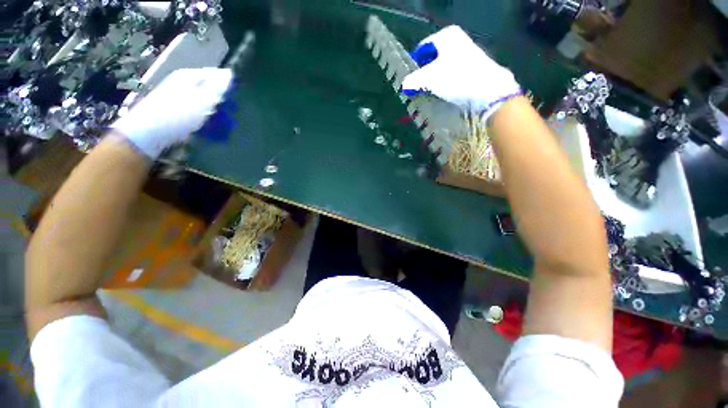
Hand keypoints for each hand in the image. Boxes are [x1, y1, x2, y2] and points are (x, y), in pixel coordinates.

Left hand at [112, 68, 232, 158]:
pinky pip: (199, 115)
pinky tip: (211, 131)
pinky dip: (207, 122)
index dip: (230, 86)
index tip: (239, 100)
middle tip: (231, 115)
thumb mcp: (203, 99)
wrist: (148, 134)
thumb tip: (230, 74)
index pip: (217, 75)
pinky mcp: (177, 113)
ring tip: (223, 127)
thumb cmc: (177, 114)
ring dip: (217, 115)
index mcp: (190, 76)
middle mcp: (184, 84)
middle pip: (212, 90)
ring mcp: (179, 99)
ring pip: (207, 104)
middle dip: (224, 103)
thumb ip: (218, 86)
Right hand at [401, 25, 520, 121]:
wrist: (487, 90)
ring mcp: (467, 54)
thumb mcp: (429, 79)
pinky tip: (444, 95)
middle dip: (424, 75)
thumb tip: (403, 85)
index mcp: (446, 36)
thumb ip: (413, 81)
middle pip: (432, 59)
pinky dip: (446, 84)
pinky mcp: (473, 68)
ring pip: (442, 68)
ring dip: (434, 81)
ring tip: (430, 95)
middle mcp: (457, 40)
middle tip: (418, 90)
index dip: (414, 65)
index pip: (422, 48)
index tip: (411, 81)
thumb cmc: (455, 78)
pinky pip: (452, 75)